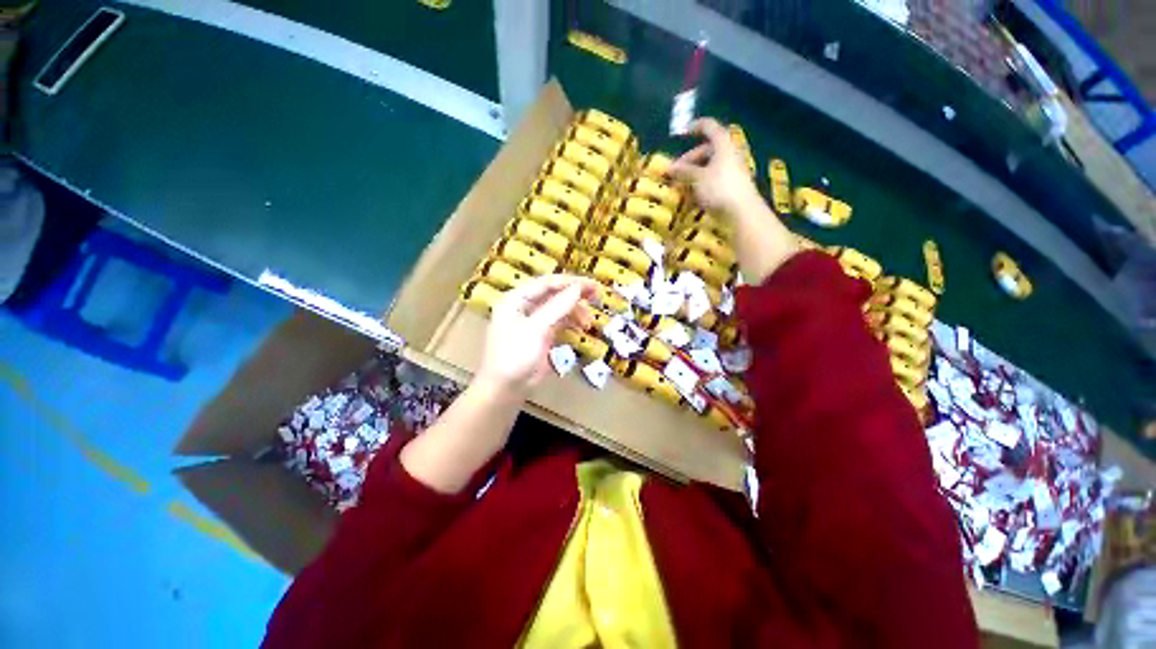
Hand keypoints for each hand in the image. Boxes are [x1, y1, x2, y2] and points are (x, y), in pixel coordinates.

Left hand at [477, 274, 599, 393]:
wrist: (505, 390)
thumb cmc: (515, 356)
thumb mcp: (536, 329)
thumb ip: (557, 307)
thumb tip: (578, 288)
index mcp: (516, 299)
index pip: (546, 283)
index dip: (570, 282)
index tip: (592, 284)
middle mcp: (524, 306)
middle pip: (553, 294)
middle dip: (575, 295)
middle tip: (596, 295)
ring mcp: (533, 321)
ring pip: (558, 308)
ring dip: (575, 311)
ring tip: (589, 322)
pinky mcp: (541, 335)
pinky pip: (559, 323)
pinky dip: (571, 323)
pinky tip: (582, 328)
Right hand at [668, 118, 760, 216]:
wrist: (742, 211)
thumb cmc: (719, 188)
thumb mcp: (697, 178)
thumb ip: (684, 171)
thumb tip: (670, 168)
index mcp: (723, 145)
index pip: (709, 127)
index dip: (695, 127)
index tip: (681, 133)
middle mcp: (729, 154)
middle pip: (706, 150)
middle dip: (689, 160)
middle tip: (674, 172)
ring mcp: (731, 171)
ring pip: (708, 167)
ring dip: (693, 175)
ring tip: (680, 186)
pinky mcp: (730, 187)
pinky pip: (713, 180)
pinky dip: (701, 185)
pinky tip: (691, 197)